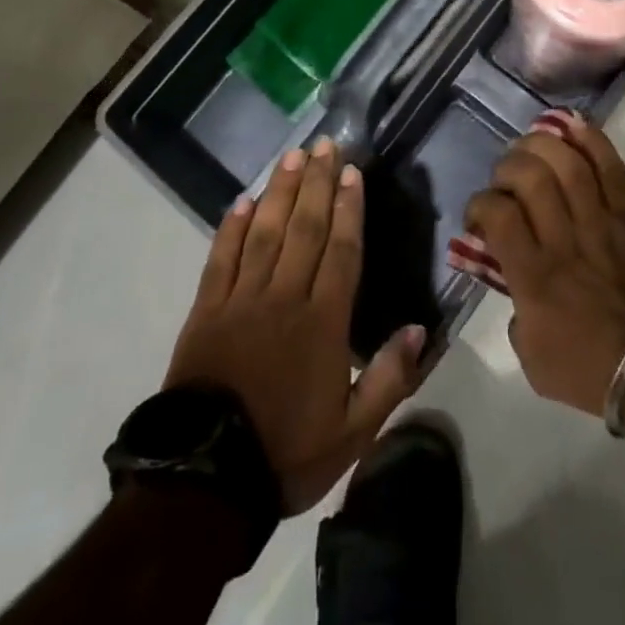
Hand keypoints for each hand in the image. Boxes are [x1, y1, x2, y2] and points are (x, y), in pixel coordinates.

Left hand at [165, 138, 426, 513]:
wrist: (205, 481)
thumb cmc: (286, 452)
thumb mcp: (353, 432)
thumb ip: (390, 378)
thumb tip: (418, 328)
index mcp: (323, 322)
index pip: (341, 250)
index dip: (348, 207)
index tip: (351, 171)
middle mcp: (284, 297)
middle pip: (305, 227)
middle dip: (317, 182)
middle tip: (325, 144)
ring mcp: (241, 300)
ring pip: (265, 232)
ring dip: (280, 191)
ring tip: (292, 156)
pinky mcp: (206, 310)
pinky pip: (220, 258)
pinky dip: (231, 227)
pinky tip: (242, 200)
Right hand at [465, 113, 624, 415]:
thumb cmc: (594, 370)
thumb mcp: (533, 360)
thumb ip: (514, 315)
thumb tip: (511, 278)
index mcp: (535, 278)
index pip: (498, 214)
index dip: (480, 203)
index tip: (481, 214)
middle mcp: (564, 240)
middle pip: (530, 177)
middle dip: (508, 167)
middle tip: (506, 180)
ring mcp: (601, 222)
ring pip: (568, 163)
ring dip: (542, 145)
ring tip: (531, 146)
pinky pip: (611, 167)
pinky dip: (591, 139)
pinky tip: (571, 124)